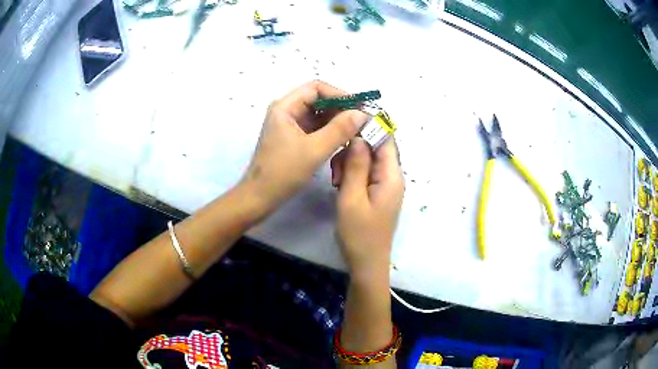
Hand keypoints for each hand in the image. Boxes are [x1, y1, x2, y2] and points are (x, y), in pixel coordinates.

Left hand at [242, 80, 369, 208]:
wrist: (259, 197)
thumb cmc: (282, 172)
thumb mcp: (314, 150)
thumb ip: (340, 130)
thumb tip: (362, 114)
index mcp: (285, 107)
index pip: (317, 88)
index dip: (340, 94)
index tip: (360, 109)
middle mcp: (286, 111)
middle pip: (319, 100)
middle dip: (341, 109)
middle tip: (362, 123)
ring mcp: (289, 125)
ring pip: (319, 115)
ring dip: (337, 121)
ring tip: (357, 132)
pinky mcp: (293, 138)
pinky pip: (316, 128)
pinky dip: (330, 132)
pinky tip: (344, 141)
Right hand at [332, 137, 403, 277]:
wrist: (366, 263)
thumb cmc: (359, 233)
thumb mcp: (352, 197)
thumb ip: (356, 165)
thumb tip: (359, 136)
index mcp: (391, 176)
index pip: (386, 140)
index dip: (369, 128)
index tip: (345, 126)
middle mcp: (392, 177)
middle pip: (375, 149)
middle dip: (354, 151)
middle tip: (336, 170)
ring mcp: (385, 186)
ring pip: (367, 161)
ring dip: (350, 164)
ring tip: (336, 182)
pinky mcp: (377, 194)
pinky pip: (365, 174)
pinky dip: (352, 175)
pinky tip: (340, 186)